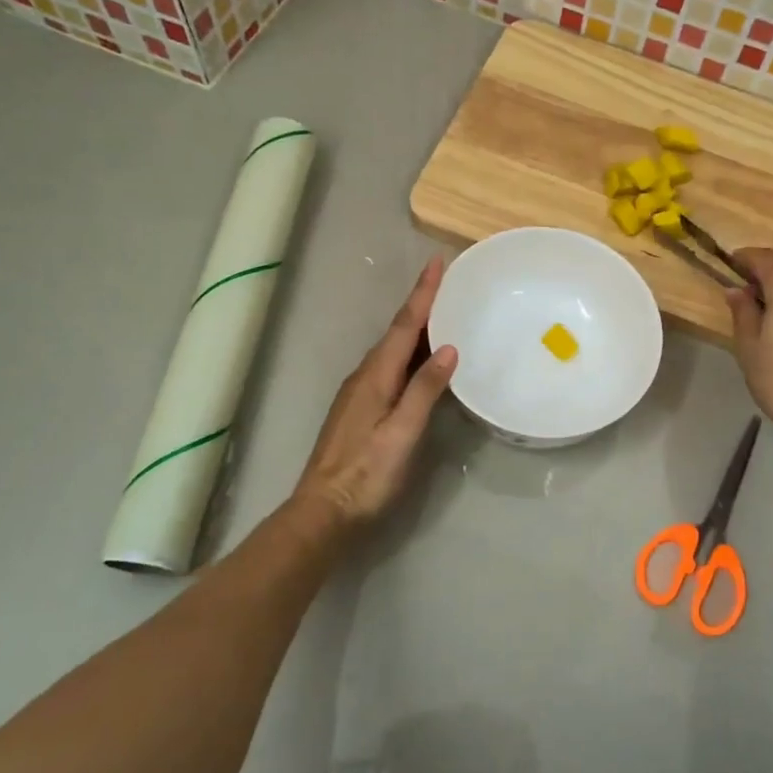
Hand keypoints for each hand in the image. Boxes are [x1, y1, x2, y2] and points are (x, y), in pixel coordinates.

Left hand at [293, 256, 457, 534]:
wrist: (323, 510)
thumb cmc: (367, 473)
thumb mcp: (402, 432)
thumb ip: (424, 390)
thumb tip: (448, 348)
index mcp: (376, 375)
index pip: (404, 325)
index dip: (423, 293)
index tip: (437, 262)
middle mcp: (365, 376)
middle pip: (397, 332)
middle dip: (421, 304)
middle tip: (447, 283)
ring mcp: (360, 392)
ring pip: (392, 349)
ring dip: (415, 328)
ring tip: (442, 314)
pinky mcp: (360, 409)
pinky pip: (390, 367)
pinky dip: (409, 353)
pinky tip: (422, 361)